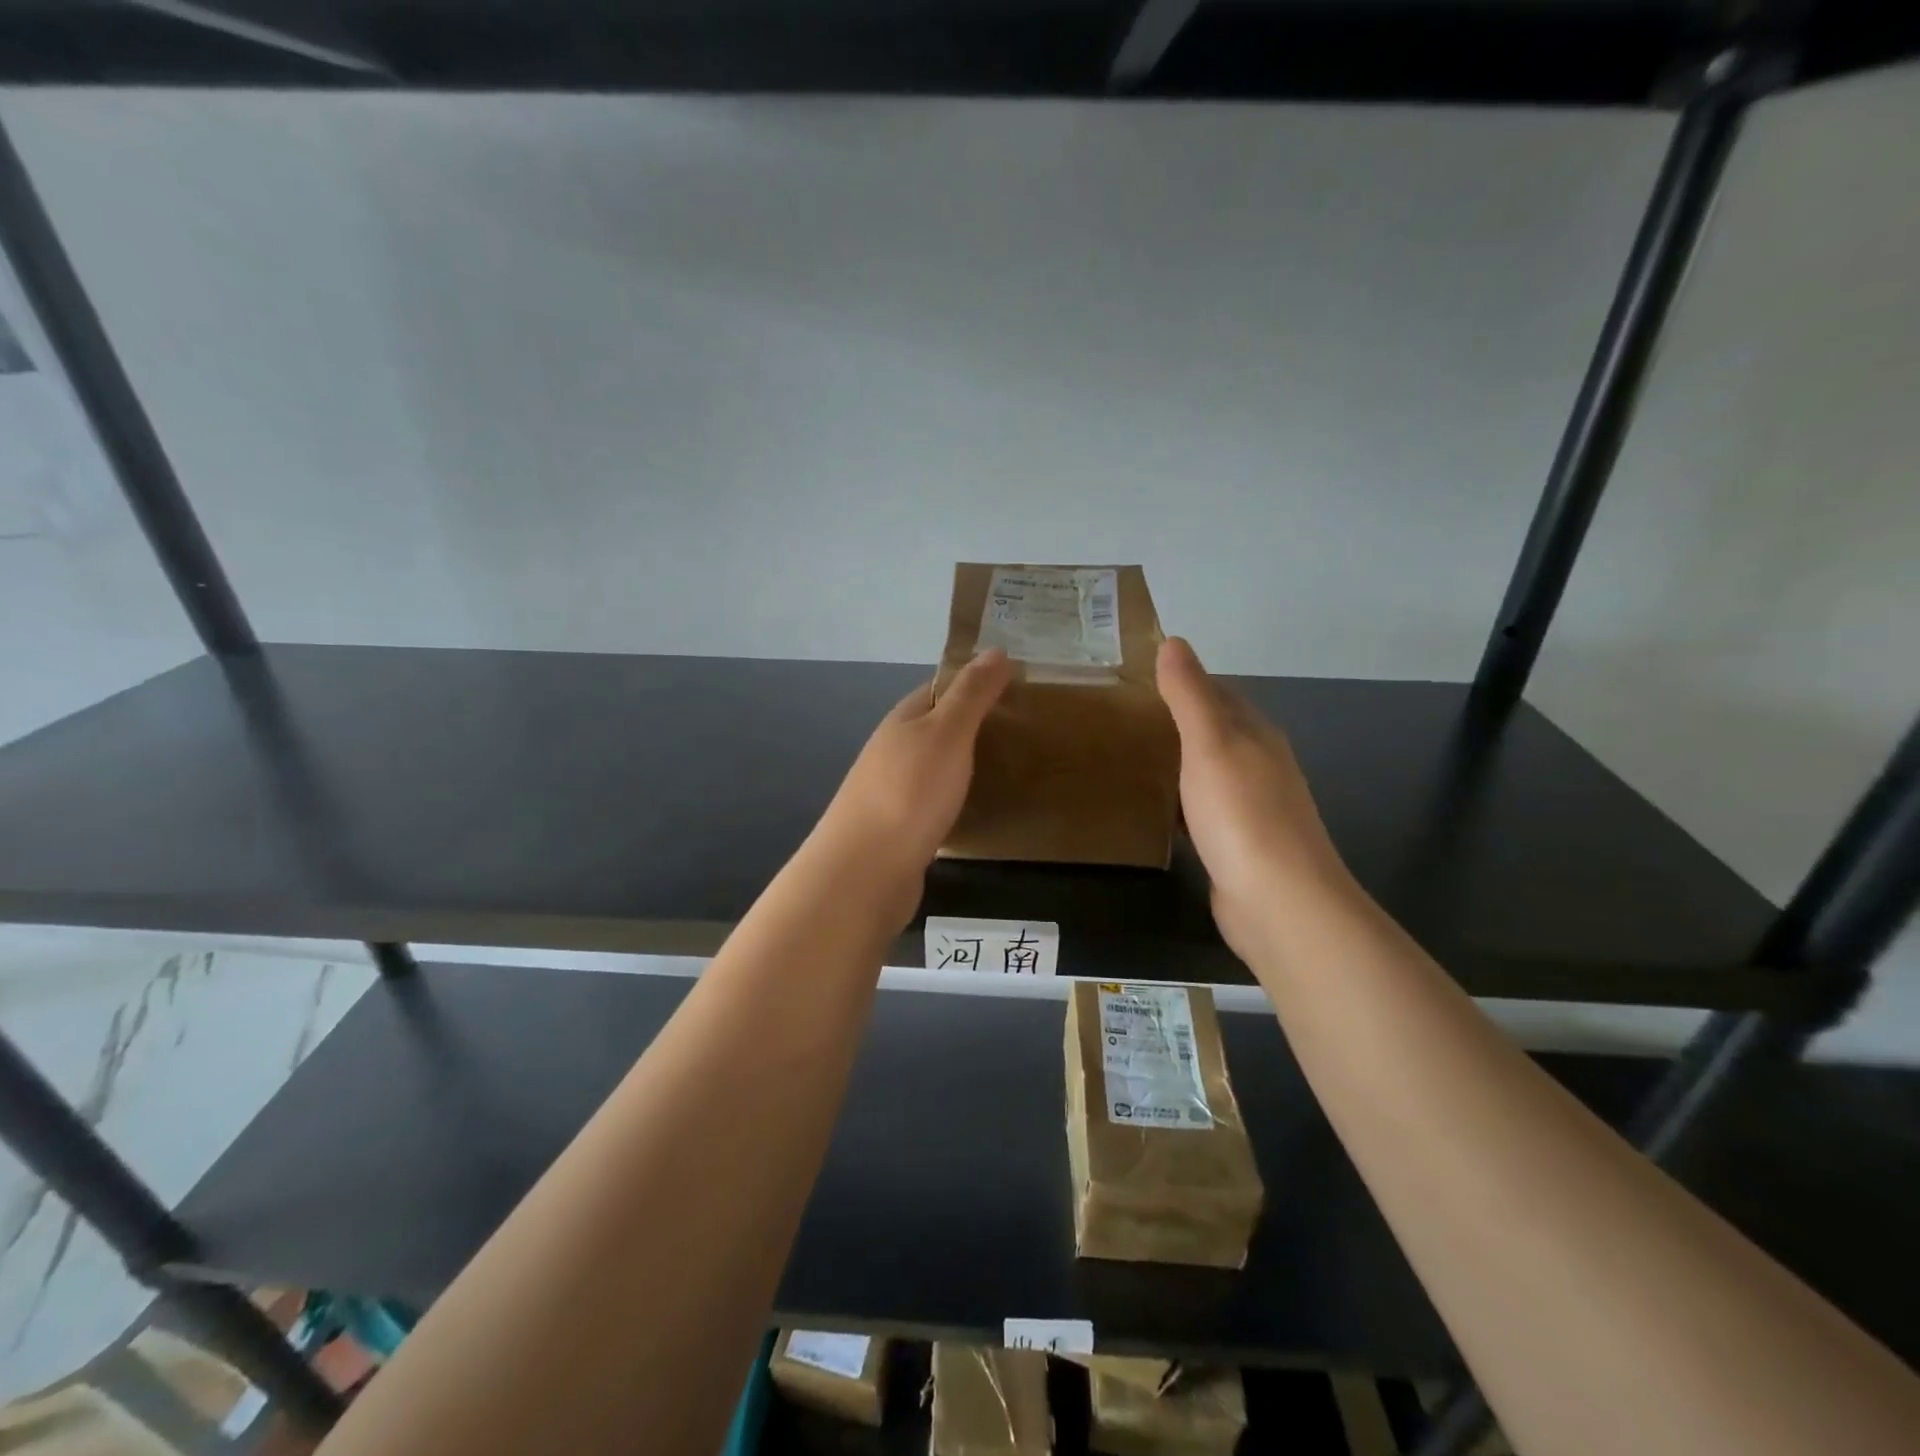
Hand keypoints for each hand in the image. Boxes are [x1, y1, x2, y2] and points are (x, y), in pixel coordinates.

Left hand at [814, 650, 1013, 912]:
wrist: (865, 871)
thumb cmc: (910, 792)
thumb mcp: (947, 733)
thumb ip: (972, 695)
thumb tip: (996, 650)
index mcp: (904, 720)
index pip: (942, 688)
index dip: (977, 683)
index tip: (1019, 687)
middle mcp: (894, 750)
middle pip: (939, 728)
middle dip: (976, 726)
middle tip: (1027, 731)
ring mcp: (893, 791)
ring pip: (937, 767)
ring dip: (967, 764)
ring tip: (1012, 768)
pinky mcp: (900, 829)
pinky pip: (936, 802)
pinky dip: (958, 799)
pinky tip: (980, 810)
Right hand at [1157, 637, 1356, 958]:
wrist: (1279, 902)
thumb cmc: (1242, 814)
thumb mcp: (1210, 743)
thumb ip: (1190, 694)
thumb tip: (1174, 641)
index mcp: (1256, 735)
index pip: (1219, 693)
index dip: (1183, 681)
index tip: (1137, 678)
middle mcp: (1260, 766)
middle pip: (1215, 732)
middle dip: (1176, 723)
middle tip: (1122, 719)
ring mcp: (1252, 809)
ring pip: (1208, 773)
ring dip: (1177, 764)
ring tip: (1130, 759)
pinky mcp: (1239, 846)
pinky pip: (1204, 811)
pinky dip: (1180, 804)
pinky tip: (1157, 812)